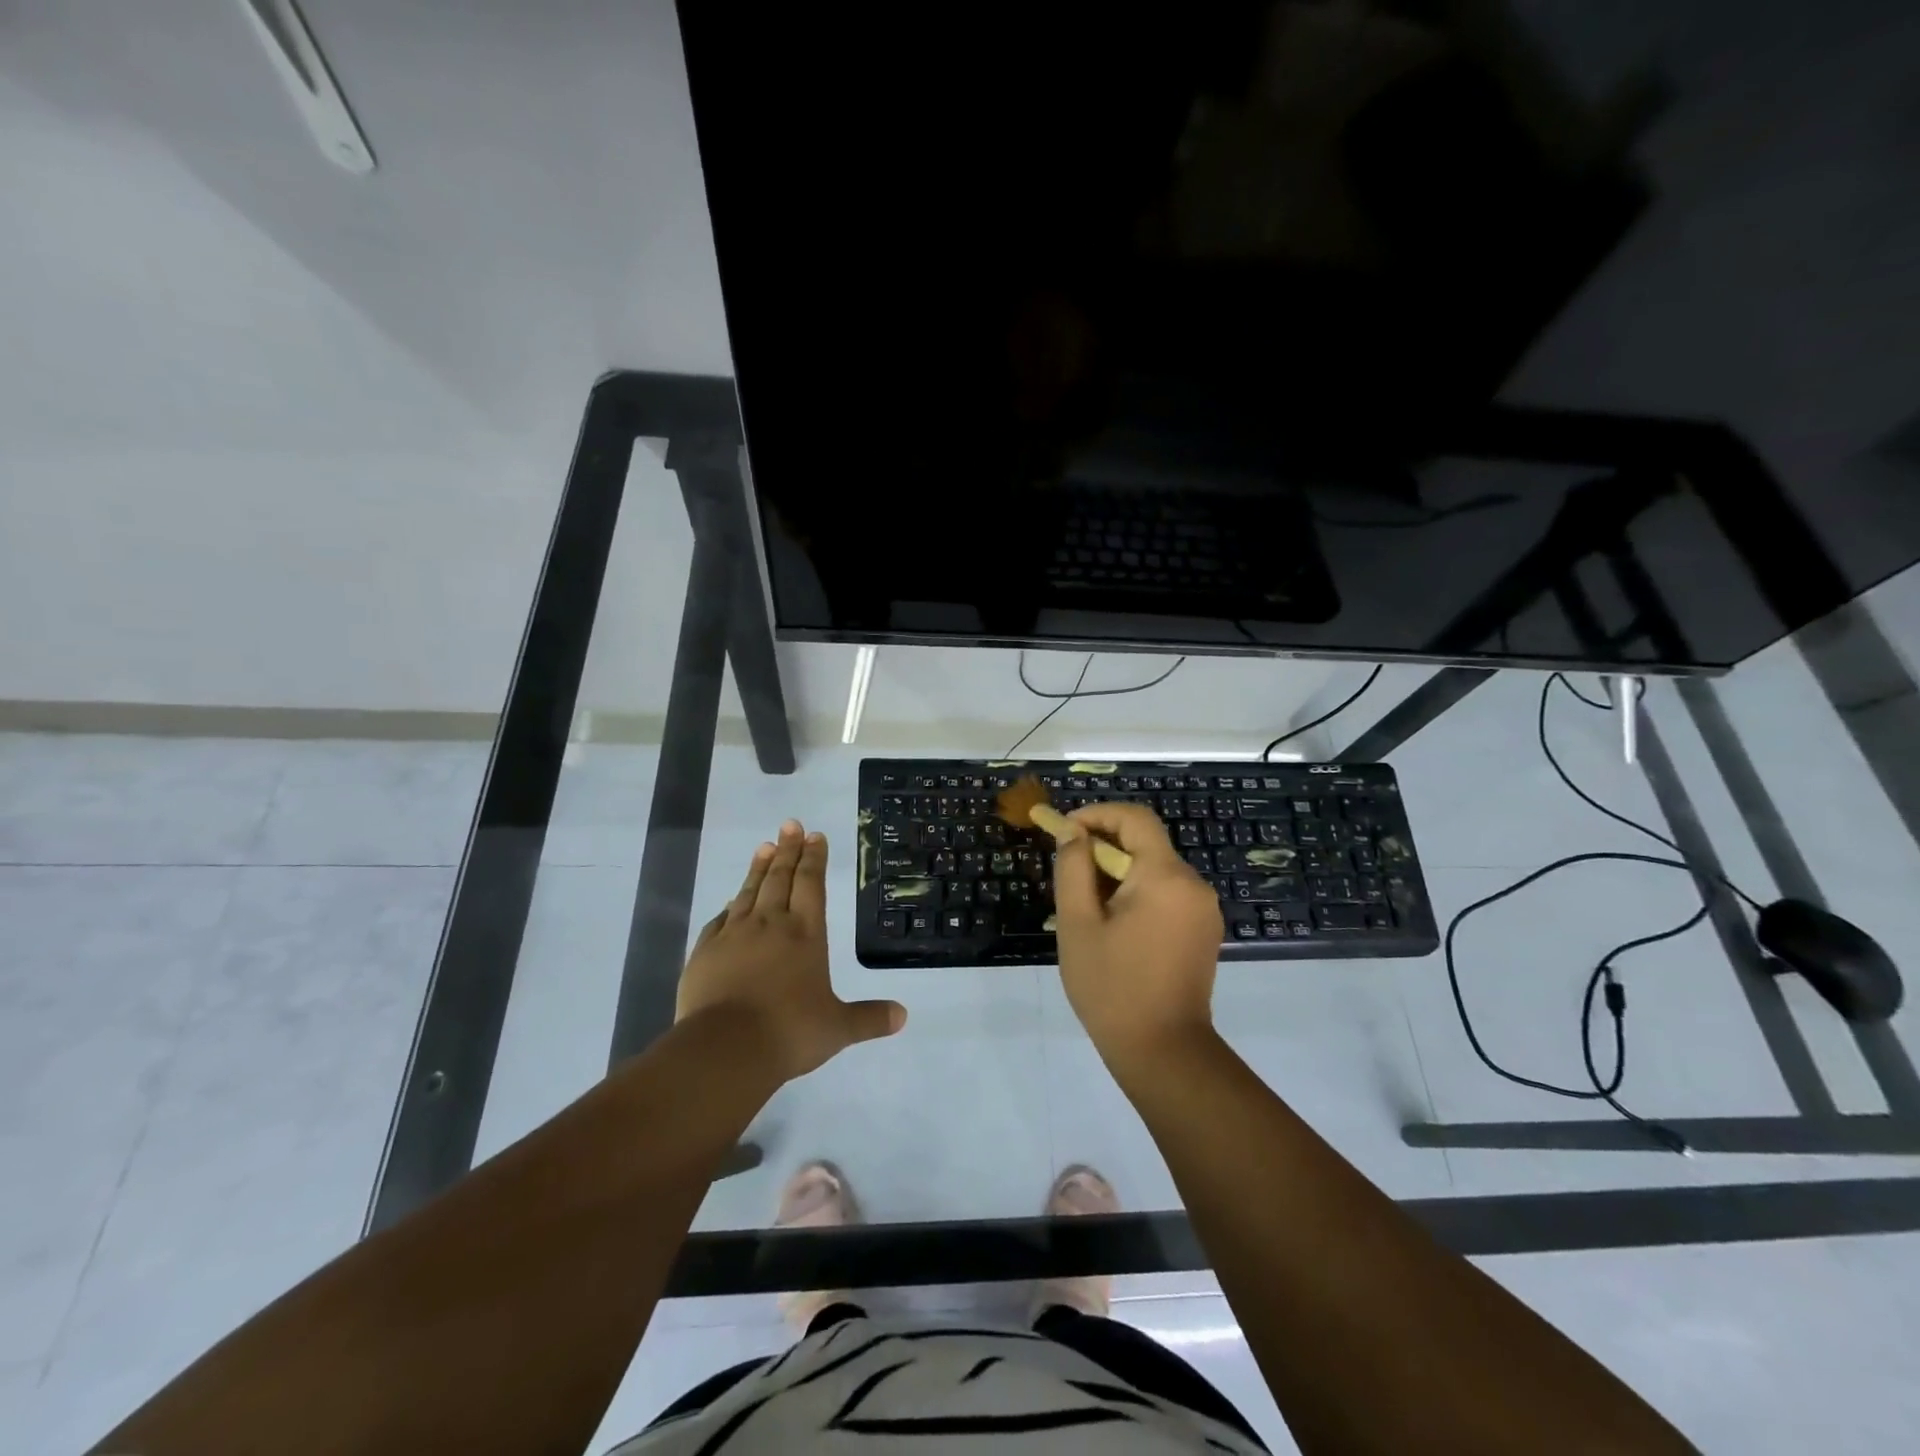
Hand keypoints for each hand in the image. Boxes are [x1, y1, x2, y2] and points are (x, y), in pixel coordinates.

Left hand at [677, 820, 906, 1081]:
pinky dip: (730, 905)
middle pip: (780, 878)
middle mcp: (770, 924)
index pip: (811, 884)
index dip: (814, 858)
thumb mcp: (837, 1029)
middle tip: (790, 825)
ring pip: (749, 892)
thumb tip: (903, 1016)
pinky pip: (720, 919)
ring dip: (759, 868)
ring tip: (764, 846)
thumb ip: (869, 1019)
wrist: (724, 1049)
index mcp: (805, 934)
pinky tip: (731, 901)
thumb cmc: (788, 1032)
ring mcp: (734, 935)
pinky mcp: (705, 952)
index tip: (814, 836)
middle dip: (788, 850)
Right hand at [1051, 803, 1222, 1063]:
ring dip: (1118, 872)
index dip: (1097, 814)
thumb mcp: (1078, 924)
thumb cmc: (1112, 987)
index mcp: (1165, 877)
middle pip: (1146, 843)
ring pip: (1155, 869)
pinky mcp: (1204, 930)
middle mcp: (1193, 884)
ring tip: (1085, 904)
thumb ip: (1073, 868)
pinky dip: (1138, 893)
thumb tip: (1073, 833)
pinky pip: (1167, 893)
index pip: (1135, 818)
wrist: (1164, 1052)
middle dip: (1103, 846)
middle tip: (1067, 870)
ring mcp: (1204, 909)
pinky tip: (1113, 924)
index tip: (1065, 830)